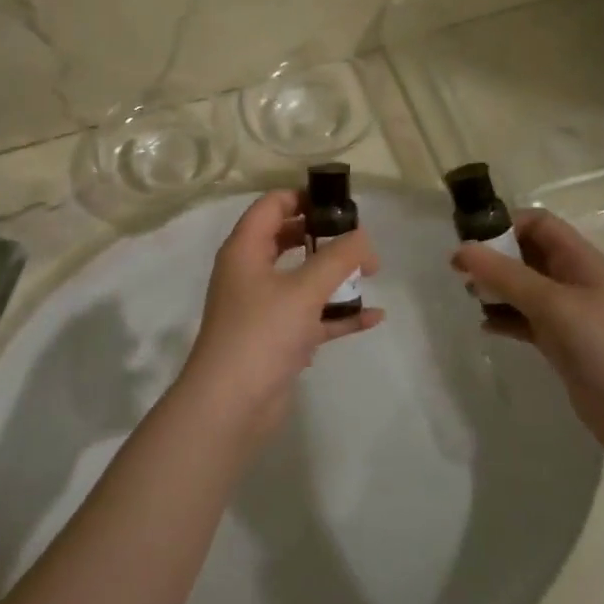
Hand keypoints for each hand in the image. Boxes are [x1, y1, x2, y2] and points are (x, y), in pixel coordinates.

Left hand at [178, 190, 382, 439]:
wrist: (230, 405)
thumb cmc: (261, 333)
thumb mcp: (304, 289)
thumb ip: (339, 258)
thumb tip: (363, 237)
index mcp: (245, 250)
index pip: (271, 205)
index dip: (304, 197)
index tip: (341, 203)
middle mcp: (250, 273)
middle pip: (287, 239)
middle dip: (324, 235)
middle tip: (359, 238)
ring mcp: (263, 308)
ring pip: (302, 279)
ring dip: (334, 276)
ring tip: (372, 272)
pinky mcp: (277, 339)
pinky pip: (312, 317)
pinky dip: (338, 315)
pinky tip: (373, 316)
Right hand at [453, 209, 603, 454]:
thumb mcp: (554, 304)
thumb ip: (506, 276)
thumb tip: (461, 249)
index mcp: (580, 260)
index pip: (538, 223)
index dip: (505, 225)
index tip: (470, 242)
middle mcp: (573, 280)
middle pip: (527, 254)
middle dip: (493, 257)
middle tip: (459, 273)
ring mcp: (567, 315)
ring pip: (522, 288)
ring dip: (495, 288)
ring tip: (469, 299)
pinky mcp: (560, 345)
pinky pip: (524, 321)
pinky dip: (503, 319)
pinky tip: (485, 328)